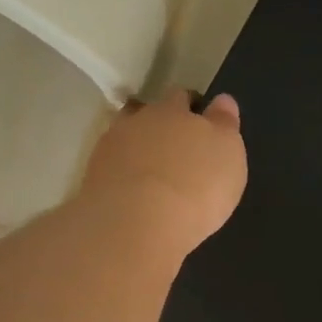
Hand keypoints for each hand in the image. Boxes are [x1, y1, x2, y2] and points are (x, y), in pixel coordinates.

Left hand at [80, 89, 246, 256]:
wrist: (136, 223)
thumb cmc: (196, 187)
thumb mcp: (228, 154)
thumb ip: (224, 125)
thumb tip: (222, 102)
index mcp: (175, 111)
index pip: (183, 98)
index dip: (191, 108)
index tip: (198, 122)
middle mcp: (140, 121)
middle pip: (148, 112)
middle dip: (160, 122)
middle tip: (173, 145)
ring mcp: (111, 147)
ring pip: (124, 135)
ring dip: (135, 145)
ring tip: (147, 168)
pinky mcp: (92, 177)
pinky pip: (110, 167)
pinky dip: (120, 173)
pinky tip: (129, 190)